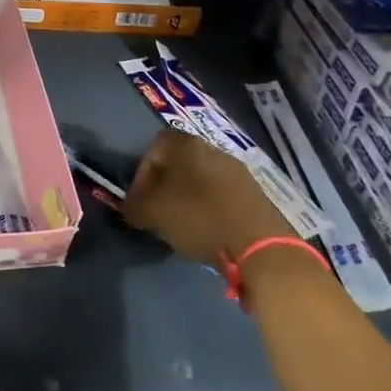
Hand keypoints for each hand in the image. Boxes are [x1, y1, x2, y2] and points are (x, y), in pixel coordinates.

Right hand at [121, 127, 296, 266]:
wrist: (260, 246)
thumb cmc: (198, 218)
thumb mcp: (152, 213)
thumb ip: (133, 206)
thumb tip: (130, 208)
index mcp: (186, 145)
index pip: (154, 147)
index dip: (142, 173)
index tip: (139, 199)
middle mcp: (213, 149)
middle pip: (179, 163)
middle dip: (165, 186)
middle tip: (157, 212)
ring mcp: (238, 171)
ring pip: (201, 179)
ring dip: (188, 198)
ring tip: (181, 225)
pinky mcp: (256, 194)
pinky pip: (222, 195)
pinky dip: (210, 209)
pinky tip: (207, 231)